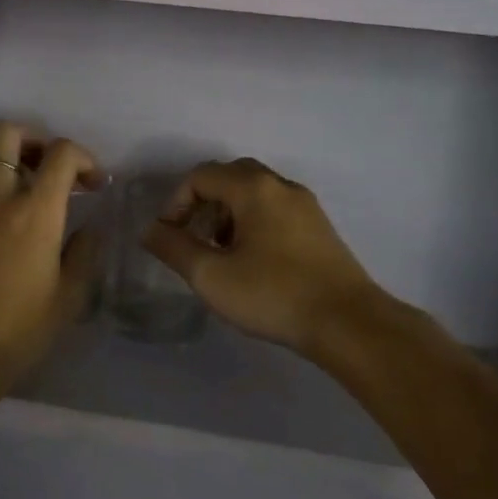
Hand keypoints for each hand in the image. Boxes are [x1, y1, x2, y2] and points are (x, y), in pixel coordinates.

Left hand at [0, 120, 104, 403]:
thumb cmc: (17, 331)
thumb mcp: (67, 298)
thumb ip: (82, 254)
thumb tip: (88, 227)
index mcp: (36, 213)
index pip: (62, 154)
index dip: (84, 157)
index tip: (92, 182)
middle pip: (7, 133)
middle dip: (33, 138)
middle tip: (45, 164)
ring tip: (10, 177)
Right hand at [142, 158, 380, 356]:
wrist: (348, 323)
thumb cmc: (273, 294)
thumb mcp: (212, 276)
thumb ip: (174, 248)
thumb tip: (149, 230)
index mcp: (253, 188)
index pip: (201, 175)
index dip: (176, 202)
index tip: (170, 236)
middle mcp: (280, 185)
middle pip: (230, 176)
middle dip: (203, 203)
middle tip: (194, 237)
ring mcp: (305, 205)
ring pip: (255, 192)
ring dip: (228, 213)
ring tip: (220, 253)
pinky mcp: (319, 227)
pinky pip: (275, 209)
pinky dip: (253, 221)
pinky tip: (253, 260)